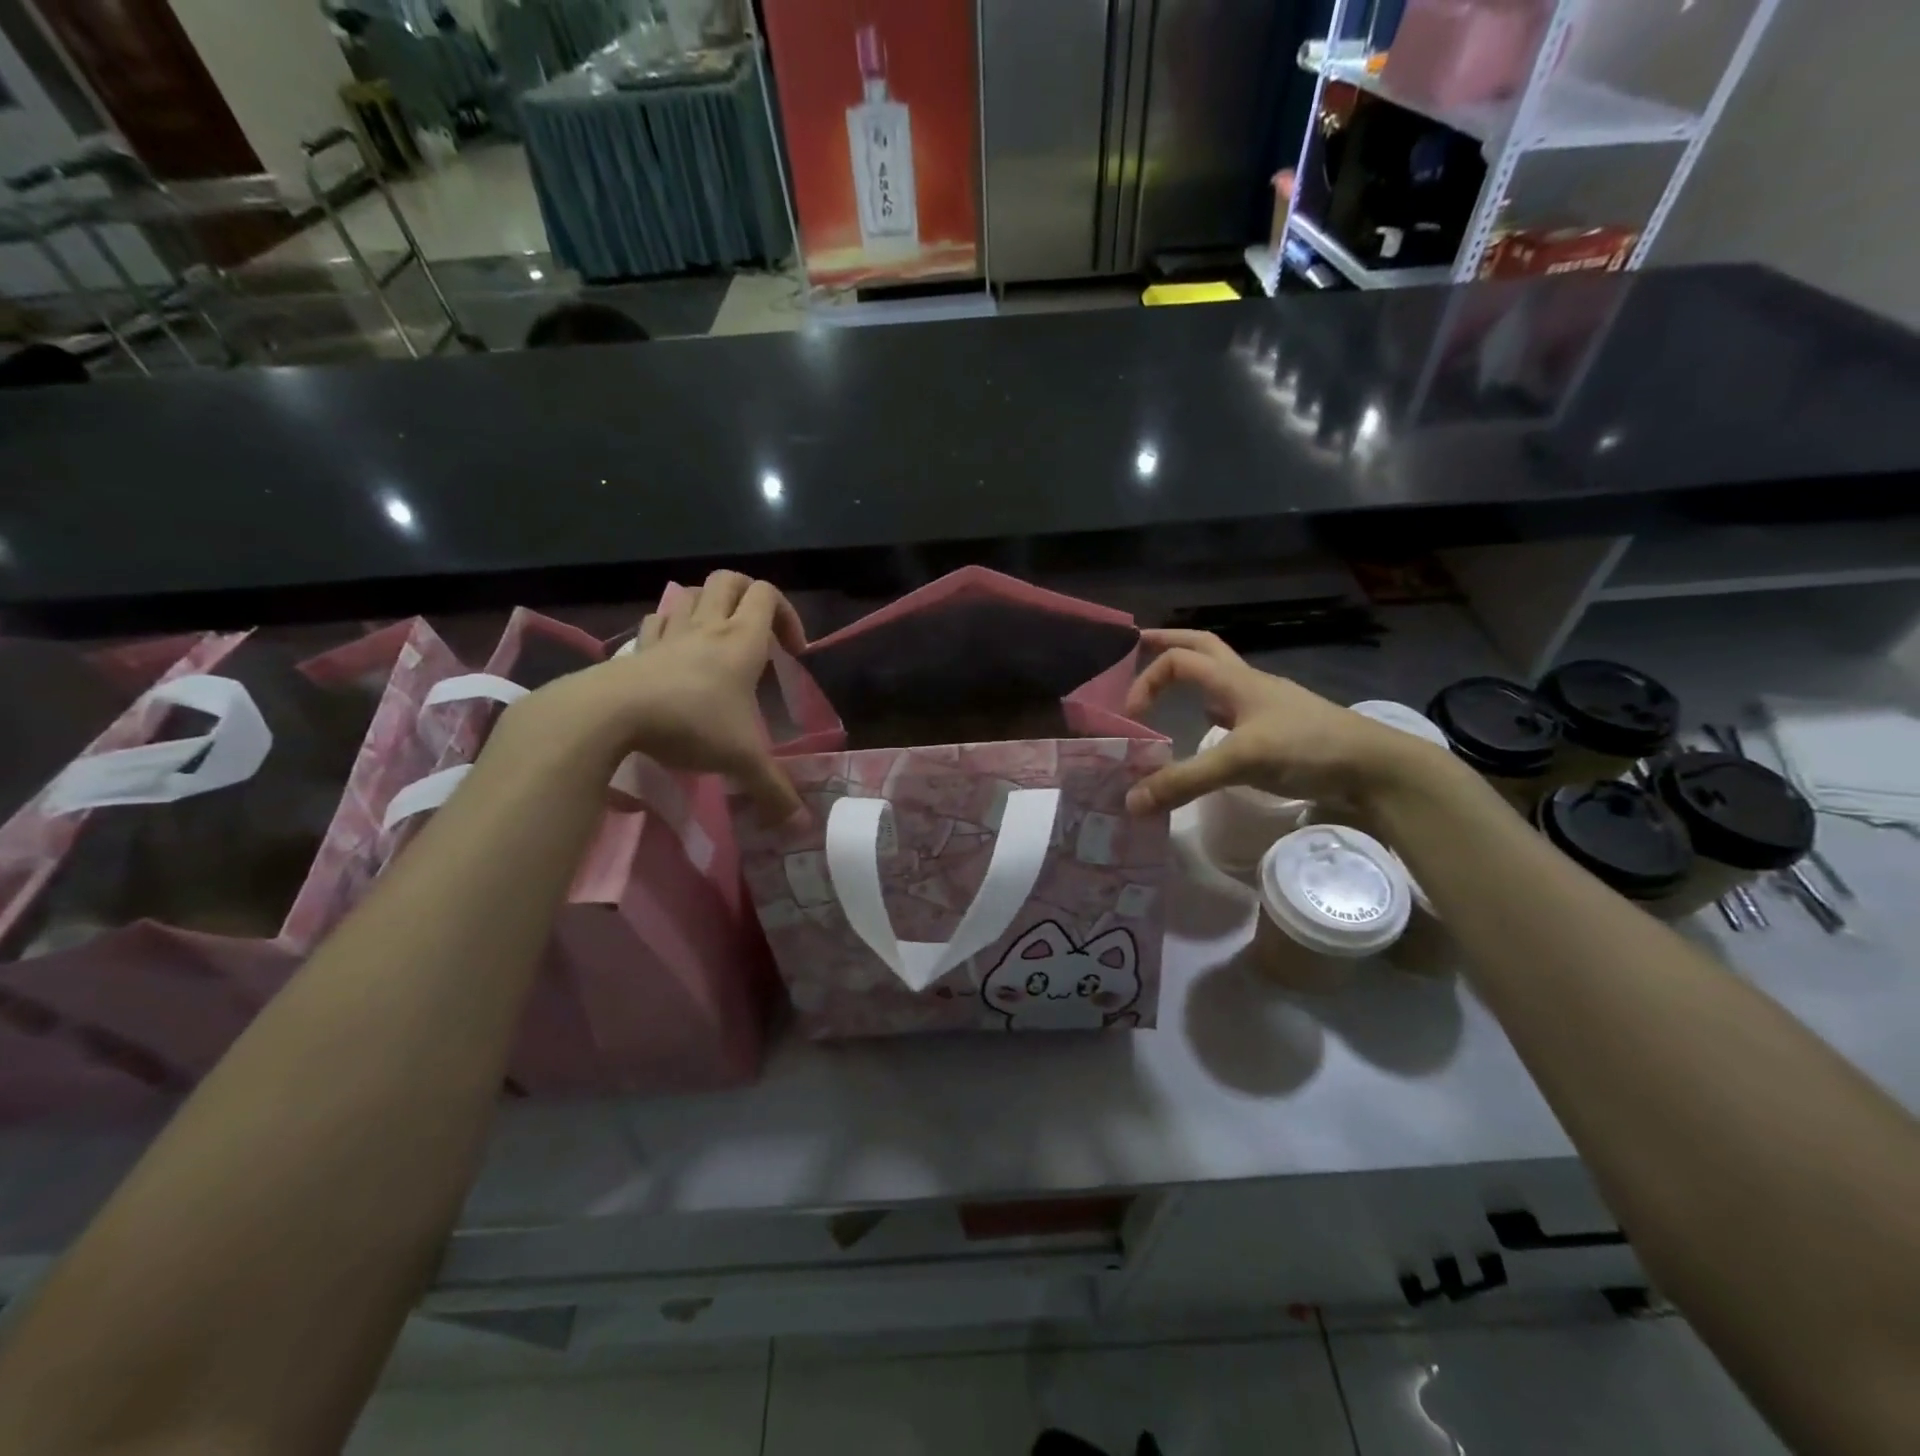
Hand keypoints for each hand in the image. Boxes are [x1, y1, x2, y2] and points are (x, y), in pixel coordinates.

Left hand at [496, 571, 805, 823]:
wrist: (610, 714)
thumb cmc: (689, 723)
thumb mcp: (742, 760)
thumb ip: (774, 792)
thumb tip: (801, 827)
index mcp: (741, 640)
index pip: (767, 595)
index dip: (787, 614)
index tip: (792, 652)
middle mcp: (707, 626)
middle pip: (729, 580)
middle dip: (748, 595)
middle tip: (758, 630)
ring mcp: (668, 633)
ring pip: (690, 593)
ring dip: (708, 604)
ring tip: (716, 636)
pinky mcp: (637, 648)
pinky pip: (657, 620)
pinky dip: (670, 625)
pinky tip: (673, 650)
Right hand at [1122, 629, 1446, 815]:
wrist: (1375, 767)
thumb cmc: (1308, 748)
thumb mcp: (1241, 761)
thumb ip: (1184, 780)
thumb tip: (1130, 801)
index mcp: (1236, 680)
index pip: (1180, 660)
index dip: (1148, 679)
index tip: (1131, 715)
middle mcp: (1249, 684)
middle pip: (1203, 648)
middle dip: (1169, 644)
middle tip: (1137, 647)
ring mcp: (1267, 706)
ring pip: (1220, 678)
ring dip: (1191, 677)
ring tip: (1166, 693)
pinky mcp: (1279, 730)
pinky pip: (1235, 708)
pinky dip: (1212, 710)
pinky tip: (1209, 731)